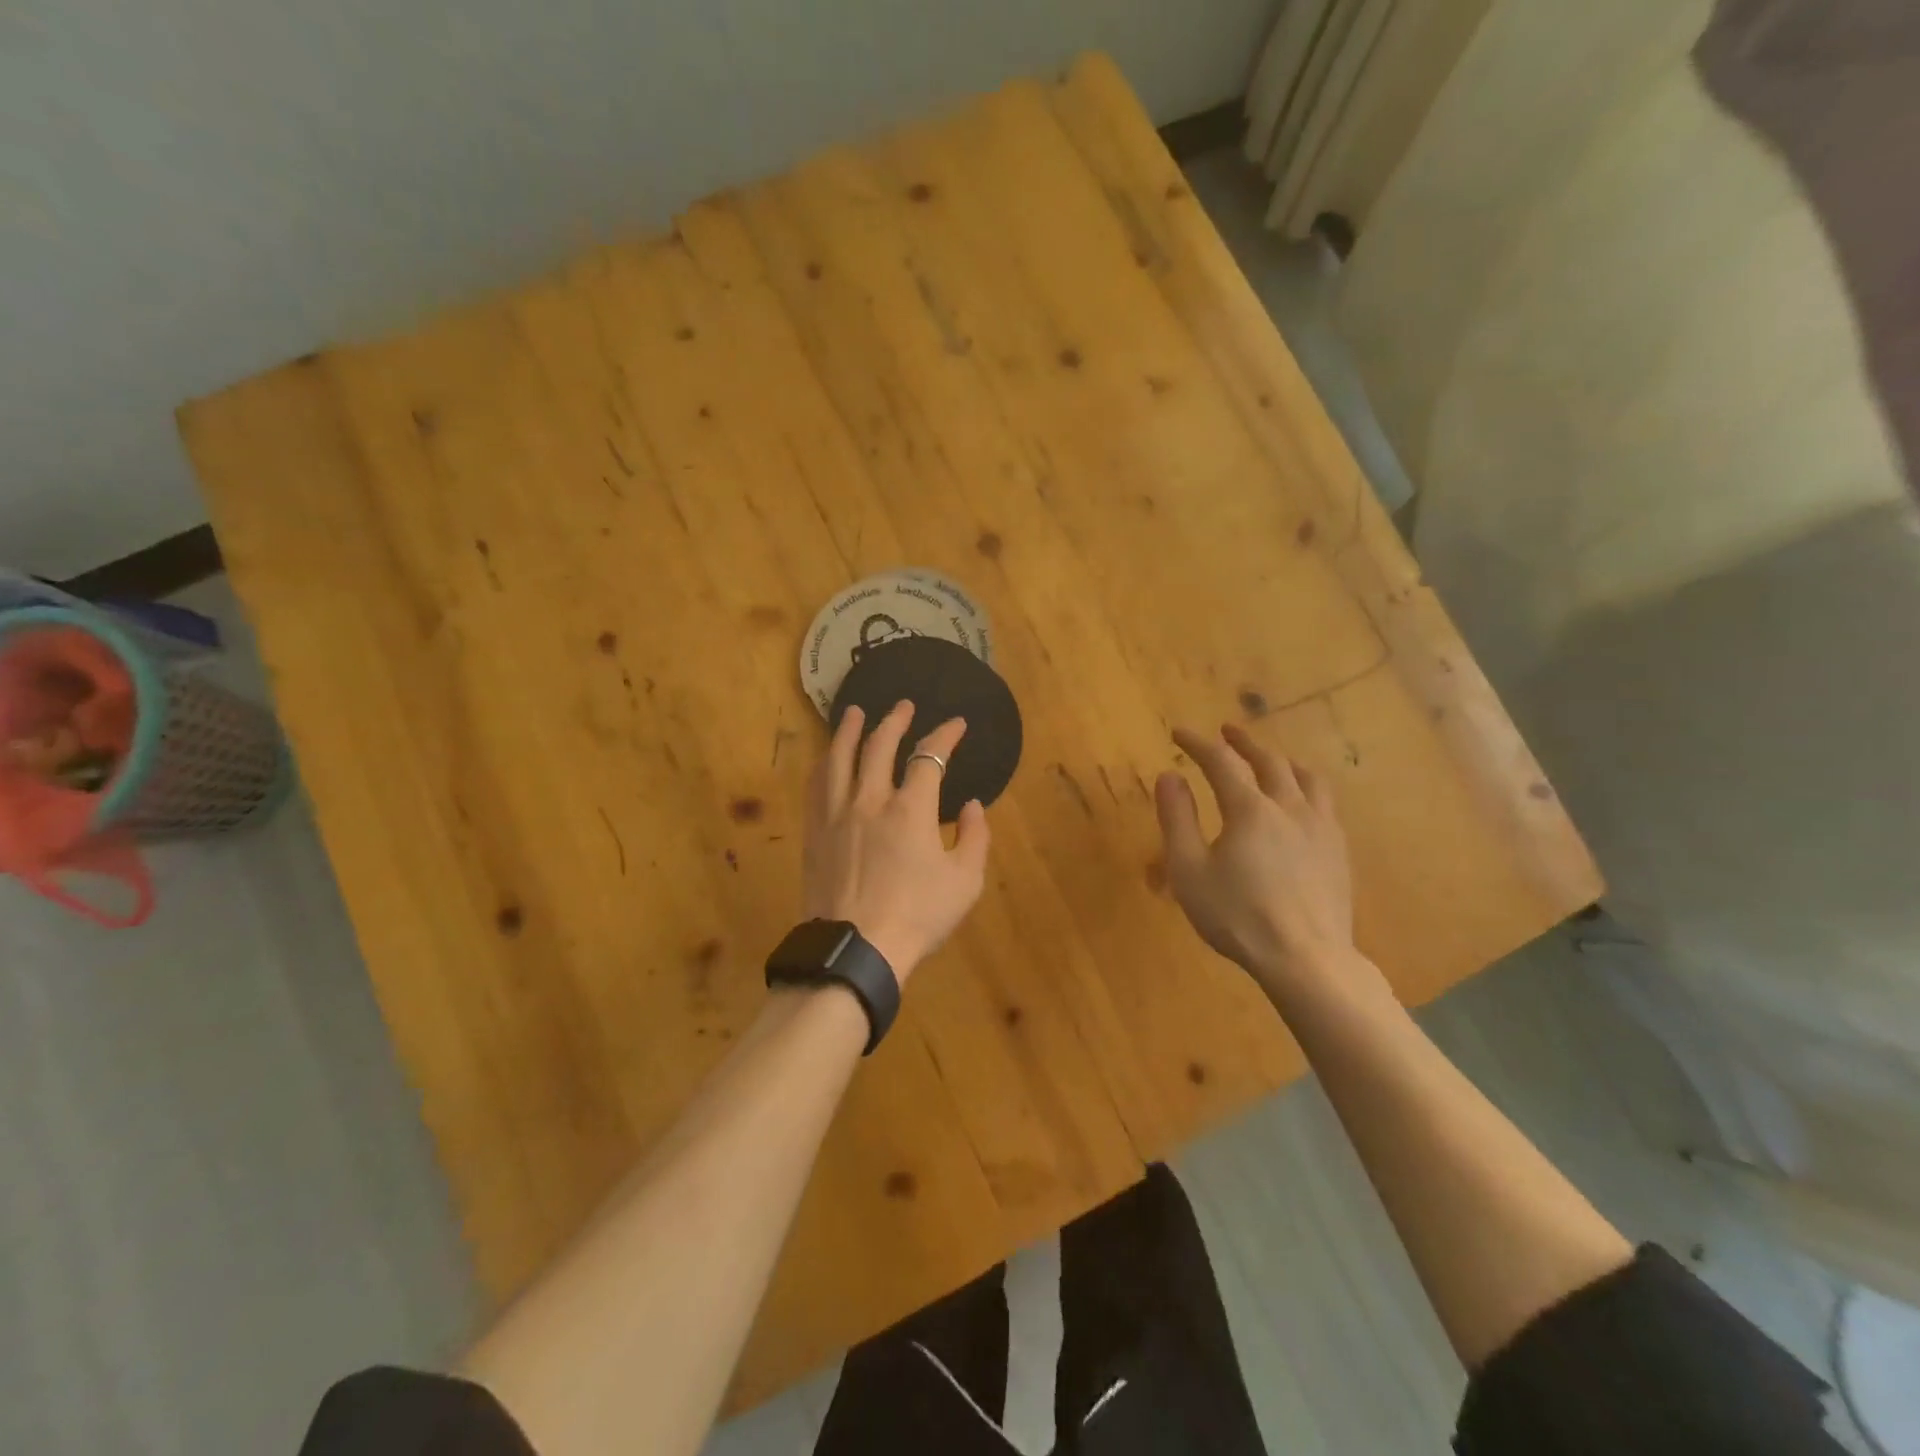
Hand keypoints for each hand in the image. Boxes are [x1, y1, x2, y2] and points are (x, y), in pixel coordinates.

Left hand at [802, 701, 990, 983]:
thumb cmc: (917, 916)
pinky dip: (823, 763)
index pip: (929, 757)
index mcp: (911, 809)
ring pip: (839, 758)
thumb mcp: (964, 882)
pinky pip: (816, 786)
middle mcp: (870, 799)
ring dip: (849, 730)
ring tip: (854, 712)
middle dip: (895, 721)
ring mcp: (837, 813)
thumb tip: (974, 805)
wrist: (856, 949)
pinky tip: (825, 757)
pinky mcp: (815, 832)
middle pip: (879, 746)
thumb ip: (975, 838)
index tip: (956, 724)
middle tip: (903, 706)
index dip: (945, 735)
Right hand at [1154, 724, 1353, 997]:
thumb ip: (1177, 819)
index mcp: (1250, 809)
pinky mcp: (1338, 851)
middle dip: (1243, 742)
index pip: (1221, 761)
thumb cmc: (1237, 916)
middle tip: (1227, 732)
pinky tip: (1301, 804)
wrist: (1306, 959)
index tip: (1179, 733)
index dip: (1198, 743)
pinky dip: (1305, 787)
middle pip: (1269, 760)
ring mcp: (1321, 828)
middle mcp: (1289, 807)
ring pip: (1306, 777)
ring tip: (1271, 759)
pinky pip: (1324, 803)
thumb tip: (1169, 776)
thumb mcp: (1189, 870)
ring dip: (1282, 760)